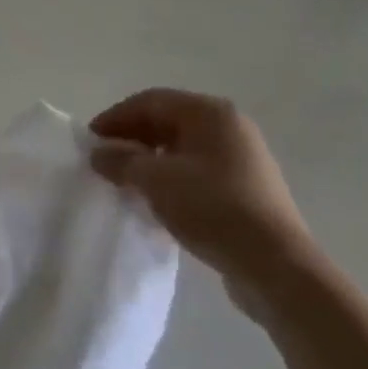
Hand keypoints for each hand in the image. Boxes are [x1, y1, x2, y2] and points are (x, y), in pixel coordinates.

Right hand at [89, 89, 320, 312]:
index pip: (150, 101)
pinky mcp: (247, 190)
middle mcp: (229, 127)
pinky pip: (198, 172)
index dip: (116, 118)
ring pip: (182, 149)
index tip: (91, 141)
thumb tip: (99, 154)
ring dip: (150, 161)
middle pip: (167, 122)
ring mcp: (242, 159)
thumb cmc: (212, 207)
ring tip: (125, 182)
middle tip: (105, 161)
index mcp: (210, 113)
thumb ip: (121, 161)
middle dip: (132, 139)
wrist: (276, 267)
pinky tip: (156, 202)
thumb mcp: (155, 180)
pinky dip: (172, 179)